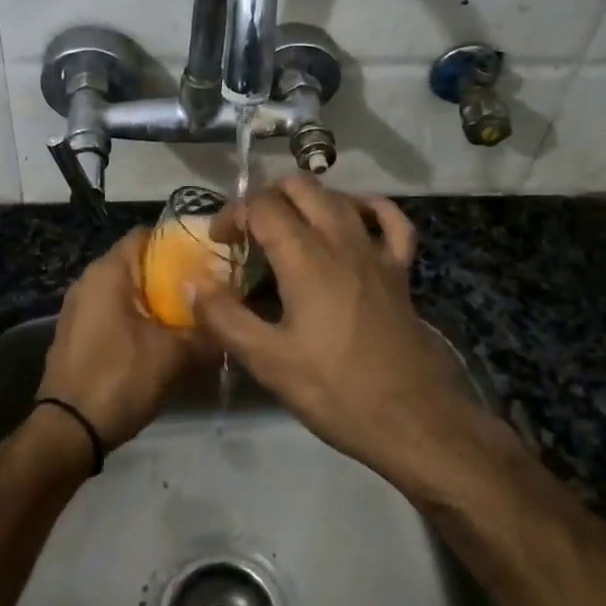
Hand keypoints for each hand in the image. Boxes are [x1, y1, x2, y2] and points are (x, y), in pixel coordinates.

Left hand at [38, 230, 210, 450]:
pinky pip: (112, 311)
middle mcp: (89, 281)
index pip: (146, 235)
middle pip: (137, 263)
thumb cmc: (120, 378)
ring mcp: (78, 308)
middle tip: (207, 289)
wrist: (68, 431)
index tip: (208, 256)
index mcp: (108, 272)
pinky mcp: (77, 333)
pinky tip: (161, 338)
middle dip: (171, 274)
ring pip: (125, 290)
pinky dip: (136, 317)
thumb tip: (233, 324)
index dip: (178, 242)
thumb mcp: (175, 357)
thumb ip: (208, 334)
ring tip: (190, 314)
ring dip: (155, 299)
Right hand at [194, 175, 479, 487]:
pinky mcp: (400, 270)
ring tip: (285, 227)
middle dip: (266, 197)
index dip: (232, 214)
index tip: (218, 241)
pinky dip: (367, 208)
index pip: (261, 206)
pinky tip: (353, 219)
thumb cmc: (336, 390)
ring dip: (307, 200)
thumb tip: (192, 284)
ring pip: (339, 196)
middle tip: (247, 231)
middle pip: (300, 187)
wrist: (413, 418)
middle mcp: (341, 240)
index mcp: (306, 257)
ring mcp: (376, 251)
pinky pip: (389, 220)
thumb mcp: (268, 361)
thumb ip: (224, 318)